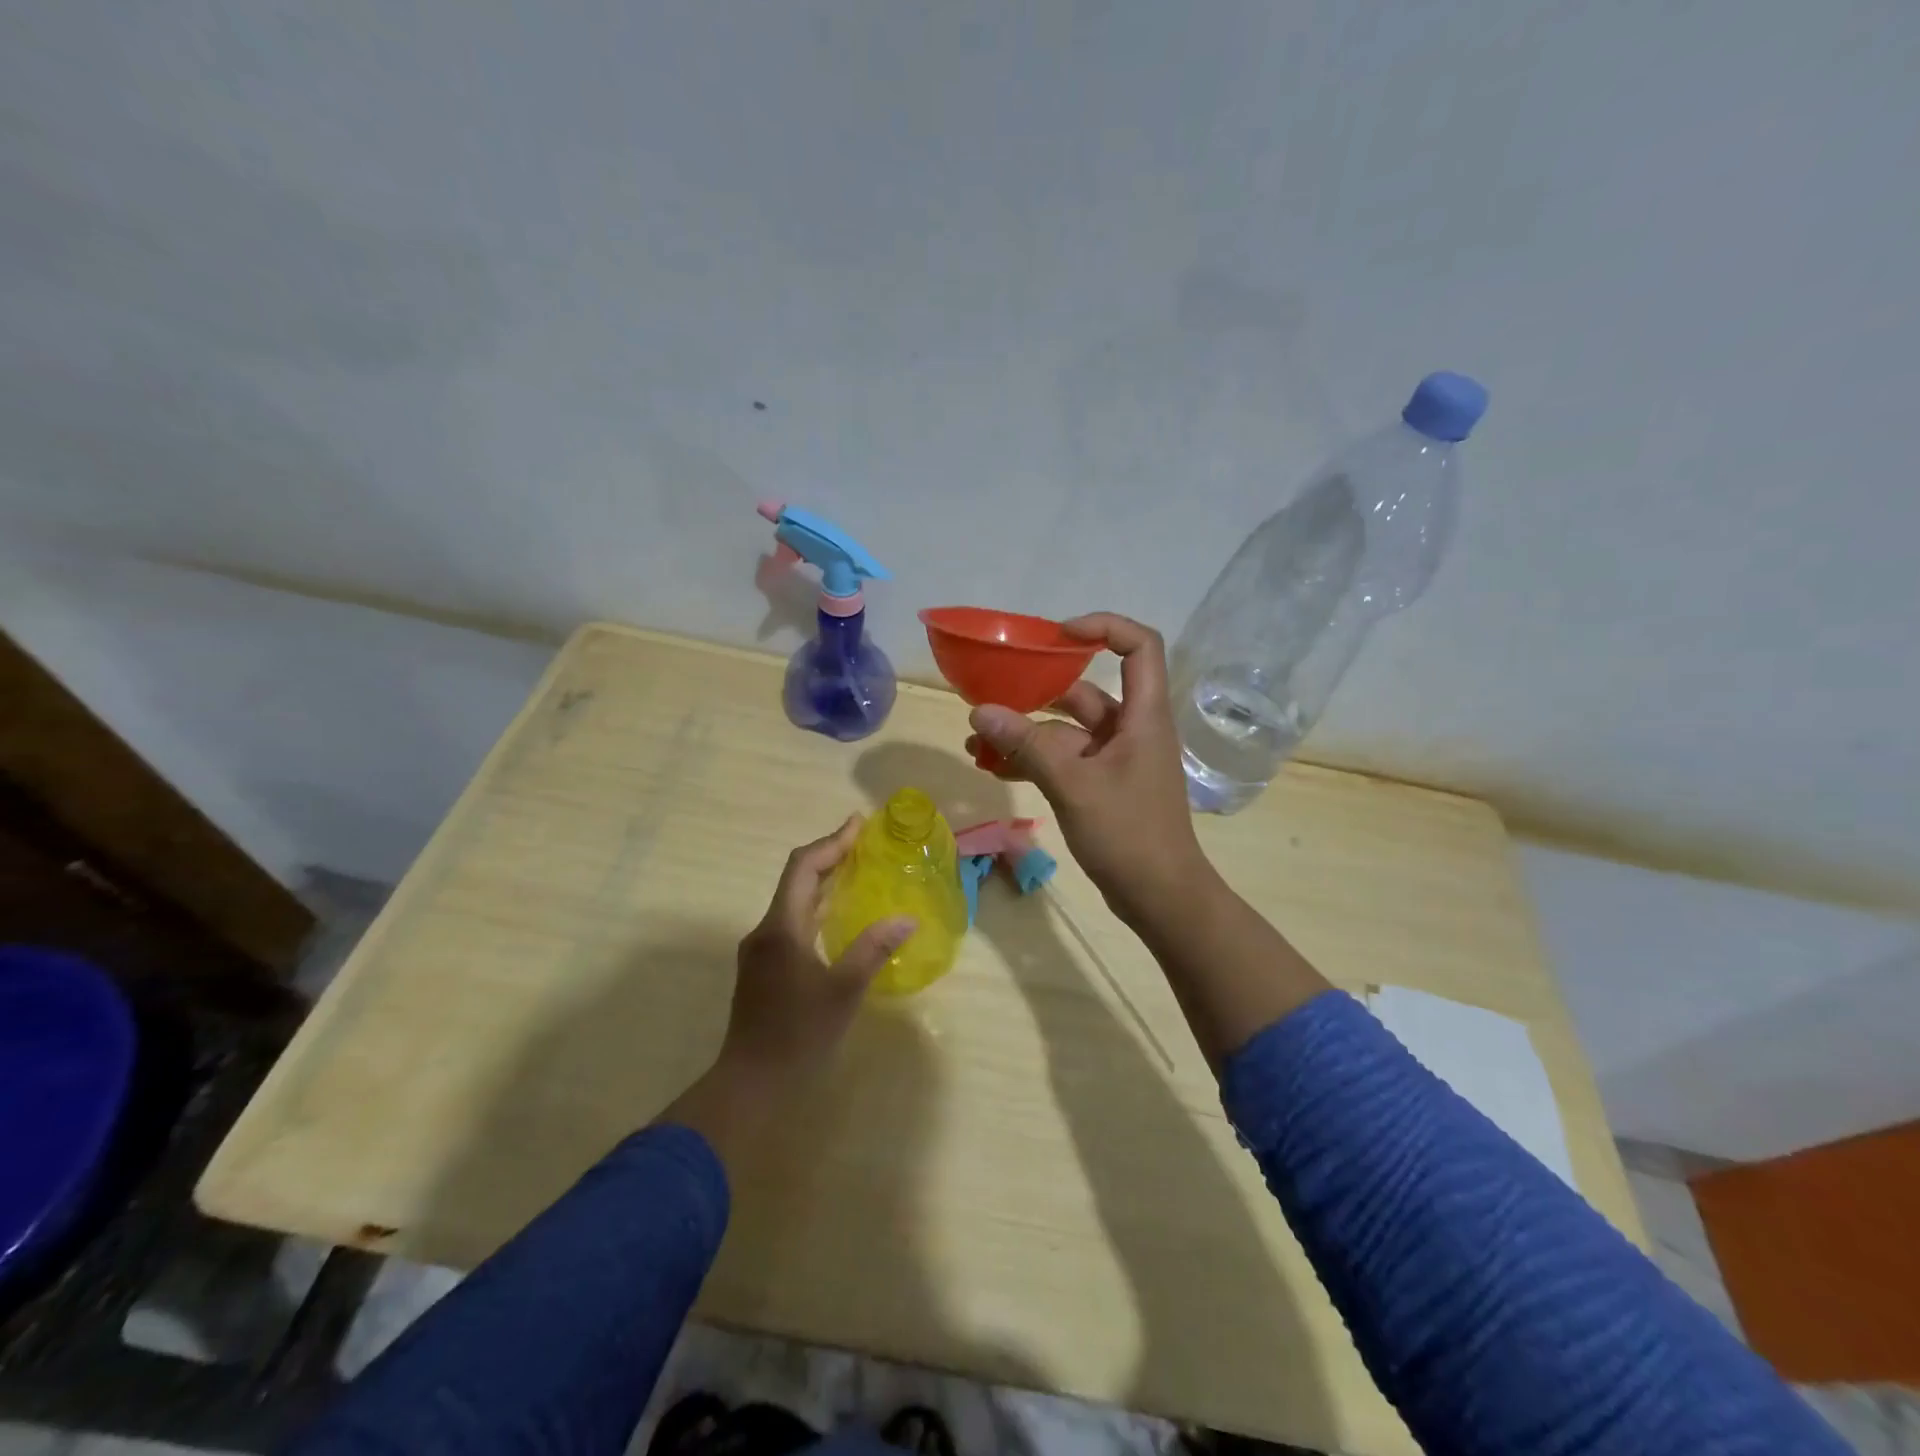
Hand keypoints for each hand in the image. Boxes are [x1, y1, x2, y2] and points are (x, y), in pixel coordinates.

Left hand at [656, 818, 913, 1166]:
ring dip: (823, 881)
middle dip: (829, 856)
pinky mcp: (763, 968)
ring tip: (856, 871)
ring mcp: (761, 950)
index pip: (803, 867)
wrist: (750, 1084)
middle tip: (864, 843)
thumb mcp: (843, 992)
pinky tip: (838, 917)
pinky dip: (816, 906)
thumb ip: (873, 950)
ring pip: (793, 901)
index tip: (859, 825)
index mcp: (781, 928)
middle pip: (796, 879)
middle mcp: (766, 930)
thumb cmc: (798, 1036)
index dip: (831, 842)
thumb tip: (906, 919)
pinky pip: (792, 921)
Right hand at [965, 612, 1215, 926]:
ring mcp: (1116, 758)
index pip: (1138, 646)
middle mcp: (1132, 728)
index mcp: (1143, 715)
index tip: (1057, 635)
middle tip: (993, 694)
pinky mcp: (1102, 784)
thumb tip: (980, 711)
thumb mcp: (1072, 785)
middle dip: (1037, 692)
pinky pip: (1064, 759)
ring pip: (1066, 730)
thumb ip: (1027, 746)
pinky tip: (994, 768)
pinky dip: (1033, 759)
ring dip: (1025, 733)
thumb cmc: (1128, 833)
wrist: (1160, 897)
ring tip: (977, 741)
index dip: (1103, 627)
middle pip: (1086, 690)